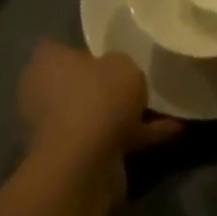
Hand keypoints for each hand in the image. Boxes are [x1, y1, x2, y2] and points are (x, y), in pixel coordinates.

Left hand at [16, 42, 181, 186]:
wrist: (84, 167)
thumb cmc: (97, 98)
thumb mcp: (122, 64)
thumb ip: (120, 64)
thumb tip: (116, 72)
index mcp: (46, 64)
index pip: (58, 49)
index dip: (83, 48)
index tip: (109, 48)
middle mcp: (44, 96)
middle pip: (79, 84)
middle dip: (105, 84)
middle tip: (138, 76)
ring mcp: (59, 131)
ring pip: (96, 114)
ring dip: (124, 113)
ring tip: (165, 105)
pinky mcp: (75, 160)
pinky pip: (110, 140)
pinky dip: (137, 136)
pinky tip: (172, 131)